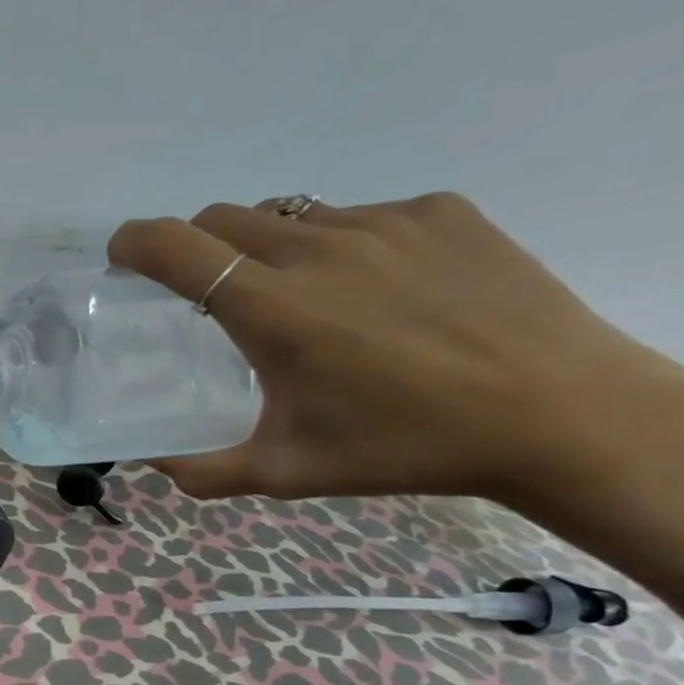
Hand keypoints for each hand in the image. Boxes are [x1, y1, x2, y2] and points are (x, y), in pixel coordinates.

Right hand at [107, 192, 683, 504]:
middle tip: (206, 291)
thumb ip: (204, 470)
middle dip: (195, 246)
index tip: (123, 257)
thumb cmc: (405, 446)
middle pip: (224, 217)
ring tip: (299, 297)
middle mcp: (317, 247)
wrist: (561, 414)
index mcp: (271, 307)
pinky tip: (377, 293)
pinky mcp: (440, 212)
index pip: (176, 247)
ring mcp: (384, 222)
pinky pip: (361, 216)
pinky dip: (341, 246)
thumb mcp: (288, 472)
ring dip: (267, 246)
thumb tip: (153, 463)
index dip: (135, 242)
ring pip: (291, 214)